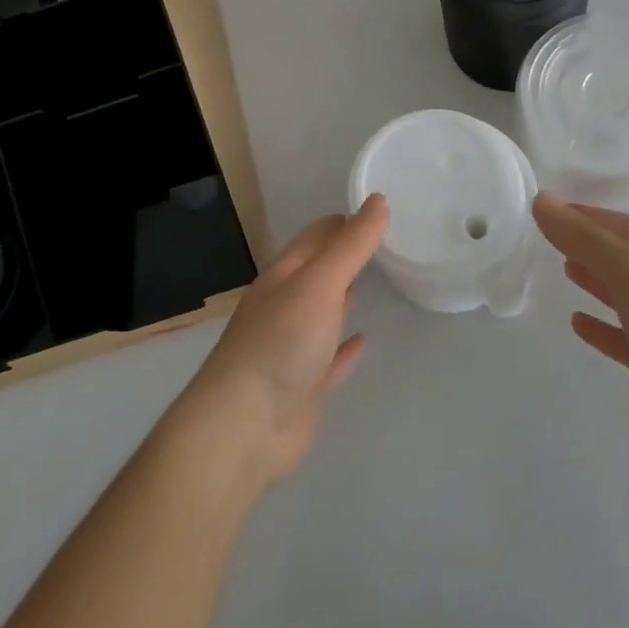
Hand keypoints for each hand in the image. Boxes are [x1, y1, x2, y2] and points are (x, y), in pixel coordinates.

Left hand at [172, 197, 388, 485]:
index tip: (377, 211)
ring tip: (374, 281)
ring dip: (344, 297)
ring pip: (323, 313)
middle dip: (345, 256)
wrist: (245, 427)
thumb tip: (378, 200)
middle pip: (318, 273)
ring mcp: (292, 348)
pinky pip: (330, 359)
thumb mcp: (320, 283)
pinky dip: (346, 349)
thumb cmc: (281, 342)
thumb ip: (352, 245)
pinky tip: (364, 341)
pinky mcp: (303, 386)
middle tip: (384, 243)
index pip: (315, 237)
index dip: (343, 222)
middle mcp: (284, 306)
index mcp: (282, 276)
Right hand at [533, 194, 628, 463]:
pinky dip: (601, 329)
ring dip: (592, 280)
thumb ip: (584, 238)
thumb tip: (541, 200)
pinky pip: (622, 338)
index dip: (572, 213)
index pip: (606, 220)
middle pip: (613, 253)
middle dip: (580, 243)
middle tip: (537, 235)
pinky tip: (577, 324)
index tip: (534, 207)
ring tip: (557, 269)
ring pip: (618, 293)